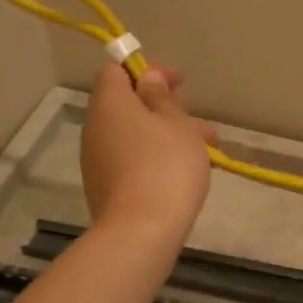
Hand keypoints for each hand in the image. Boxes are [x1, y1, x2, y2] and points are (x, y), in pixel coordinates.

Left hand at [81, 63, 214, 243]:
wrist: (142, 232)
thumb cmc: (165, 165)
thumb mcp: (176, 123)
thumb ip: (162, 97)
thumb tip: (146, 78)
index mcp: (109, 103)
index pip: (116, 71)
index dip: (147, 70)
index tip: (178, 82)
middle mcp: (95, 128)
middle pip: (127, 105)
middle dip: (165, 108)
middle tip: (198, 121)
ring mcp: (97, 161)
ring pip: (134, 135)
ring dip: (167, 136)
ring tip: (207, 151)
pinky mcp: (105, 188)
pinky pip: (132, 160)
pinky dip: (156, 158)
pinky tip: (185, 173)